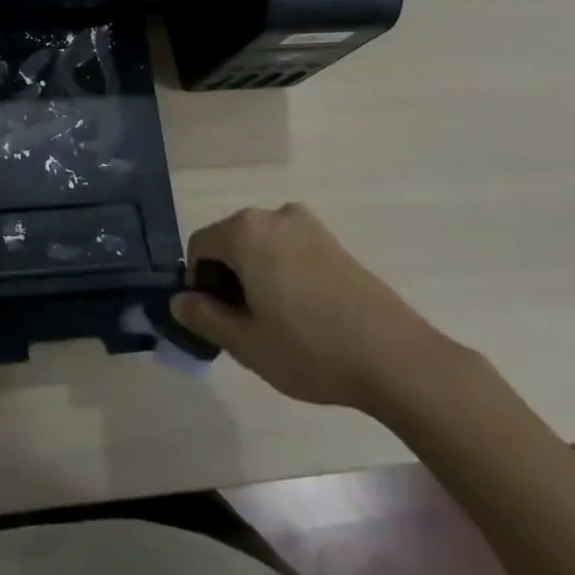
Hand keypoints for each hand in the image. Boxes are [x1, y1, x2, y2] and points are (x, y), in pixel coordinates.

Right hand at [170, 204, 458, 420]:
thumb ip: (204, 317)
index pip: (199, 246)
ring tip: (277, 323)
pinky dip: (283, 274)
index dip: (199, 284)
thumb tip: (178, 301)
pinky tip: (305, 314)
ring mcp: (308, 226)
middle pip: (230, 242)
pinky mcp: (334, 242)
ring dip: (256, 277)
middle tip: (246, 327)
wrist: (397, 358)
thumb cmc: (310, 348)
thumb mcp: (246, 343)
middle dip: (228, 279)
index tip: (217, 321)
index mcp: (245, 231)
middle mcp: (273, 216)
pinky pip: (290, 250)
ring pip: (261, 246)